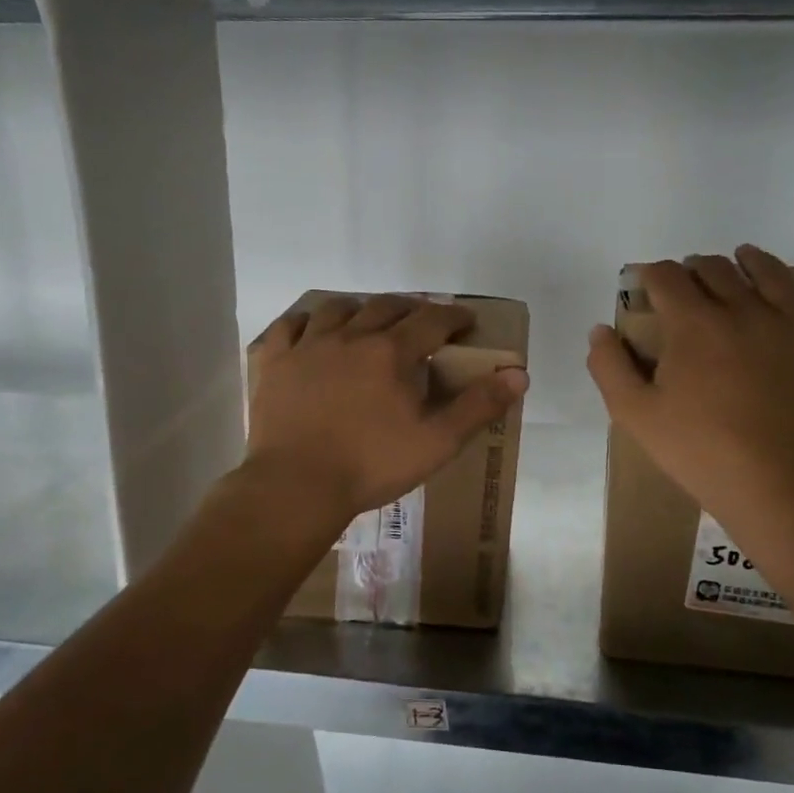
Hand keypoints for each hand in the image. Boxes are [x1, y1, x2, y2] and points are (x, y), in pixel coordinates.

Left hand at [247, 295, 528, 522]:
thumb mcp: (437, 442)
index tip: (466, 321)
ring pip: (337, 309)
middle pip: (386, 306)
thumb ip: (479, 406)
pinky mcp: (274, 363)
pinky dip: (304, 321)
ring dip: (360, 308)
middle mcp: (351, 337)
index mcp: (392, 352)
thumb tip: (519, 374)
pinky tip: (310, 328)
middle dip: (411, 308)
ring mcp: (307, 346)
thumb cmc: (371, 465)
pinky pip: (288, 326)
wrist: (297, 486)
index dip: (454, 317)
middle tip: (423, 320)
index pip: (432, 320)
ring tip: (368, 319)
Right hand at [586, 241, 793, 526]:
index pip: (666, 277)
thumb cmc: (701, 452)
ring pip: (770, 273)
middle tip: (684, 288)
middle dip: (693, 270)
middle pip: (715, 269)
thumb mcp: (636, 416)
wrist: (781, 487)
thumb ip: (610, 367)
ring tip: (742, 258)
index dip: (650, 275)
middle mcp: (743, 309)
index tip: (643, 286)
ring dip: (750, 260)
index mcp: (693, 323)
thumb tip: (601, 330)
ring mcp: (792, 325)